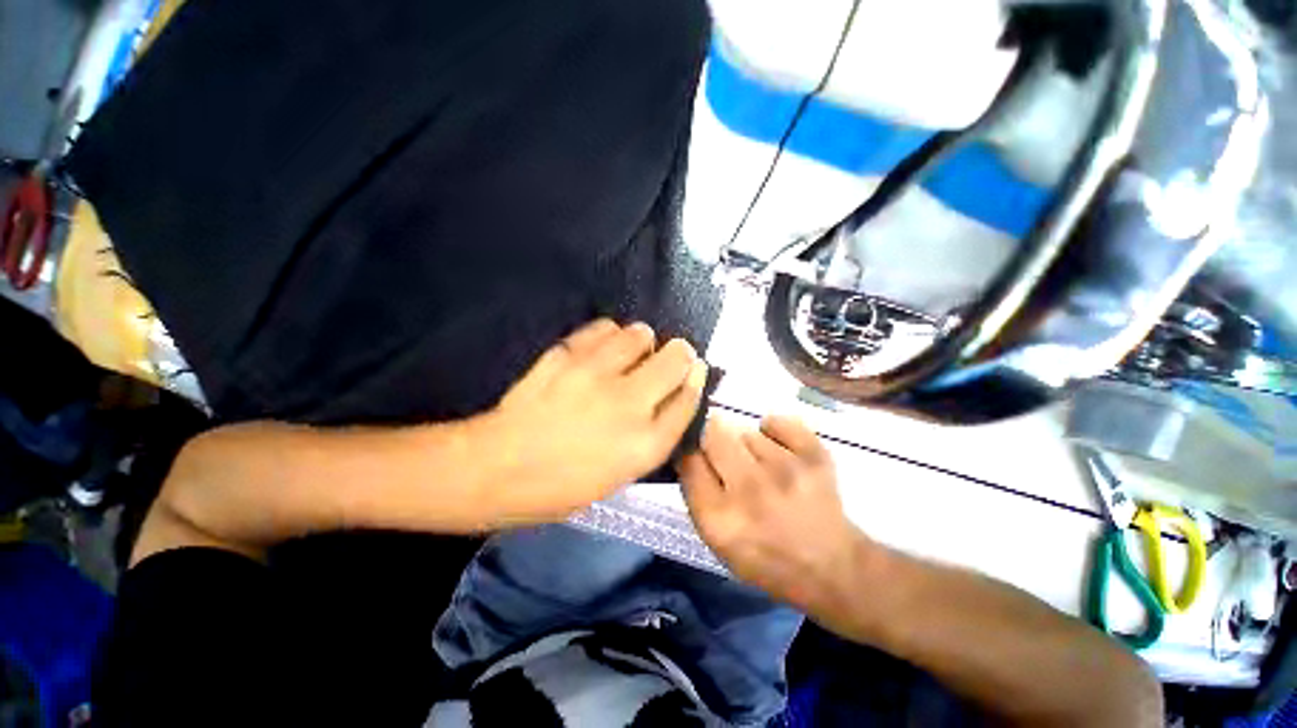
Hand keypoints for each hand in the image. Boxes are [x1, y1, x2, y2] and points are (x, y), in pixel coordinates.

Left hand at [482, 318, 707, 522]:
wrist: (498, 469)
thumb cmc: (555, 491)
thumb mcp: (614, 479)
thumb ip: (642, 442)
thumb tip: (655, 410)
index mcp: (645, 446)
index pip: (689, 399)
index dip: (694, 382)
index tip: (692, 374)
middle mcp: (630, 403)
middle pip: (677, 358)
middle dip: (678, 356)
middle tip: (666, 360)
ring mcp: (596, 374)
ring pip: (640, 334)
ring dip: (642, 342)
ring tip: (630, 352)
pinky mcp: (566, 355)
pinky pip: (602, 329)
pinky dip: (609, 334)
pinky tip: (602, 345)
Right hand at [680, 416, 866, 611]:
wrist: (828, 565)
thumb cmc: (767, 562)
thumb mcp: (719, 546)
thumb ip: (700, 501)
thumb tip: (692, 456)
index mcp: (719, 518)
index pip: (689, 461)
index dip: (690, 457)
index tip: (699, 462)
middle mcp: (749, 488)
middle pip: (714, 435)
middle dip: (715, 444)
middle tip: (729, 461)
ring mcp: (785, 469)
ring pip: (748, 432)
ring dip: (749, 446)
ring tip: (762, 468)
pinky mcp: (814, 455)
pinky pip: (780, 422)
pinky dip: (776, 432)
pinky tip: (780, 451)